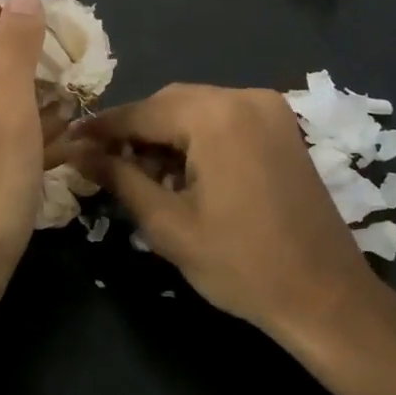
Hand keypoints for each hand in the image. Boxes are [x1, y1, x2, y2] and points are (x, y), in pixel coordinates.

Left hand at [0, 0, 52, 331]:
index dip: (25, 0)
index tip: (69, 26)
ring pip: (5, 74)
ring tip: (80, 103)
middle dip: (42, 43)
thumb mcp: (9, 114)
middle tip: (84, 68)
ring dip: (44, 81)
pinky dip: (34, 113)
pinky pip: (4, 109)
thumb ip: (16, 48)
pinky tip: (64, 135)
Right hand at [79, 84, 388, 338]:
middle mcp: (244, 97)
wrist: (327, 297)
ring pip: (196, 109)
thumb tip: (76, 152)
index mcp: (215, 115)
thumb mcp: (168, 224)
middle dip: (135, 131)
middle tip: (105, 165)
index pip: (141, 112)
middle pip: (169, 103)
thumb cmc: (241, 265)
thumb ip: (119, 178)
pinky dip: (197, 138)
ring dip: (166, 135)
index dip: (102, 128)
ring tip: (144, 176)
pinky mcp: (282, 127)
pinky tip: (184, 173)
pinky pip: (224, 119)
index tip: (68, 141)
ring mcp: (269, 109)